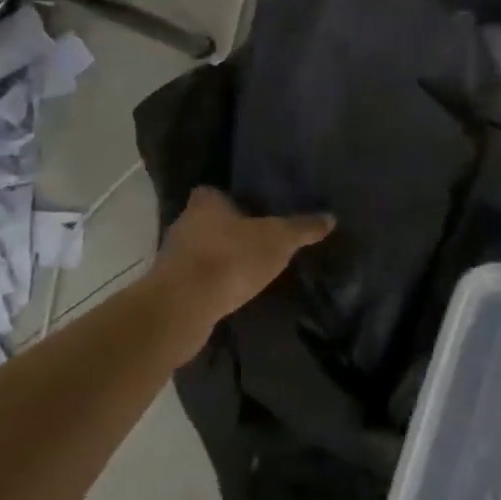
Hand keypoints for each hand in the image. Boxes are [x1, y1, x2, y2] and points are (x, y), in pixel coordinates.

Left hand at [150, 186, 333, 353]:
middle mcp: (184, 224)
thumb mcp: (278, 240)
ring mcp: (173, 258)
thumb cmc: (230, 258)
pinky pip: (194, 280)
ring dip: (217, 259)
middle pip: (206, 221)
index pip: (213, 191)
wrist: (183, 308)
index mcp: (205, 203)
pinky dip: (209, 285)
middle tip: (255, 239)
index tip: (249, 208)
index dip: (229, 198)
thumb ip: (302, 228)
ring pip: (199, 251)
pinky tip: (229, 294)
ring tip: (246, 269)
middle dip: (226, 230)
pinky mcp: (169, 290)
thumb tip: (331, 217)